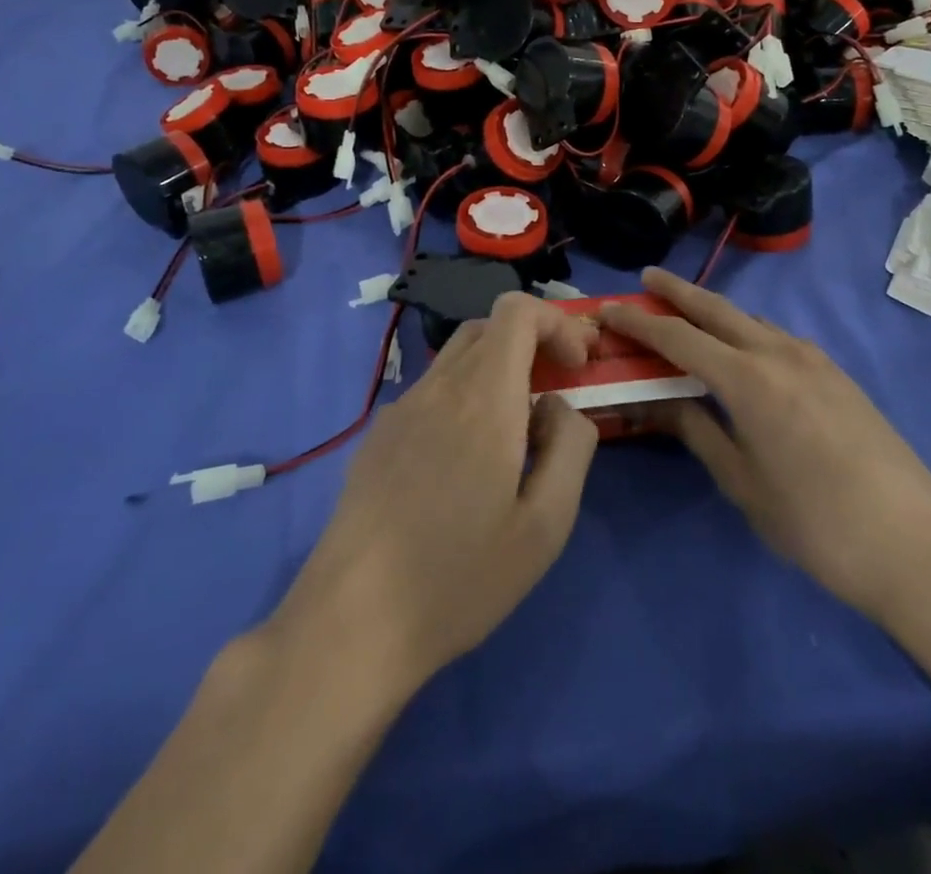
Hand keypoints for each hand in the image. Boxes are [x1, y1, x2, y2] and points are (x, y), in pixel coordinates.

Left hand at [268, 293, 600, 701]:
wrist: (353, 619)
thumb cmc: (460, 575)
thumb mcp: (545, 524)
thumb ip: (571, 447)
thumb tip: (558, 406)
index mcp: (484, 396)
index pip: (517, 310)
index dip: (557, 324)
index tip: (577, 367)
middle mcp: (439, 386)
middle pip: (489, 326)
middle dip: (532, 343)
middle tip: (556, 390)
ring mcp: (401, 408)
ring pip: (458, 357)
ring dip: (497, 371)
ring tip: (515, 433)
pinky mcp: (378, 435)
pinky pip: (432, 391)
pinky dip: (464, 397)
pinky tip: (464, 462)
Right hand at [601, 267, 930, 622]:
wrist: (915, 546)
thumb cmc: (814, 523)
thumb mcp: (742, 483)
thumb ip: (697, 431)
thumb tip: (660, 400)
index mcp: (748, 380)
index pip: (678, 337)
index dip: (639, 322)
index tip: (610, 309)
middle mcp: (780, 354)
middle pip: (717, 309)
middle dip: (678, 291)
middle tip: (647, 279)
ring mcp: (815, 360)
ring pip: (752, 320)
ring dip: (715, 311)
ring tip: (688, 315)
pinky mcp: (838, 375)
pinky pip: (779, 338)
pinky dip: (748, 331)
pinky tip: (744, 351)